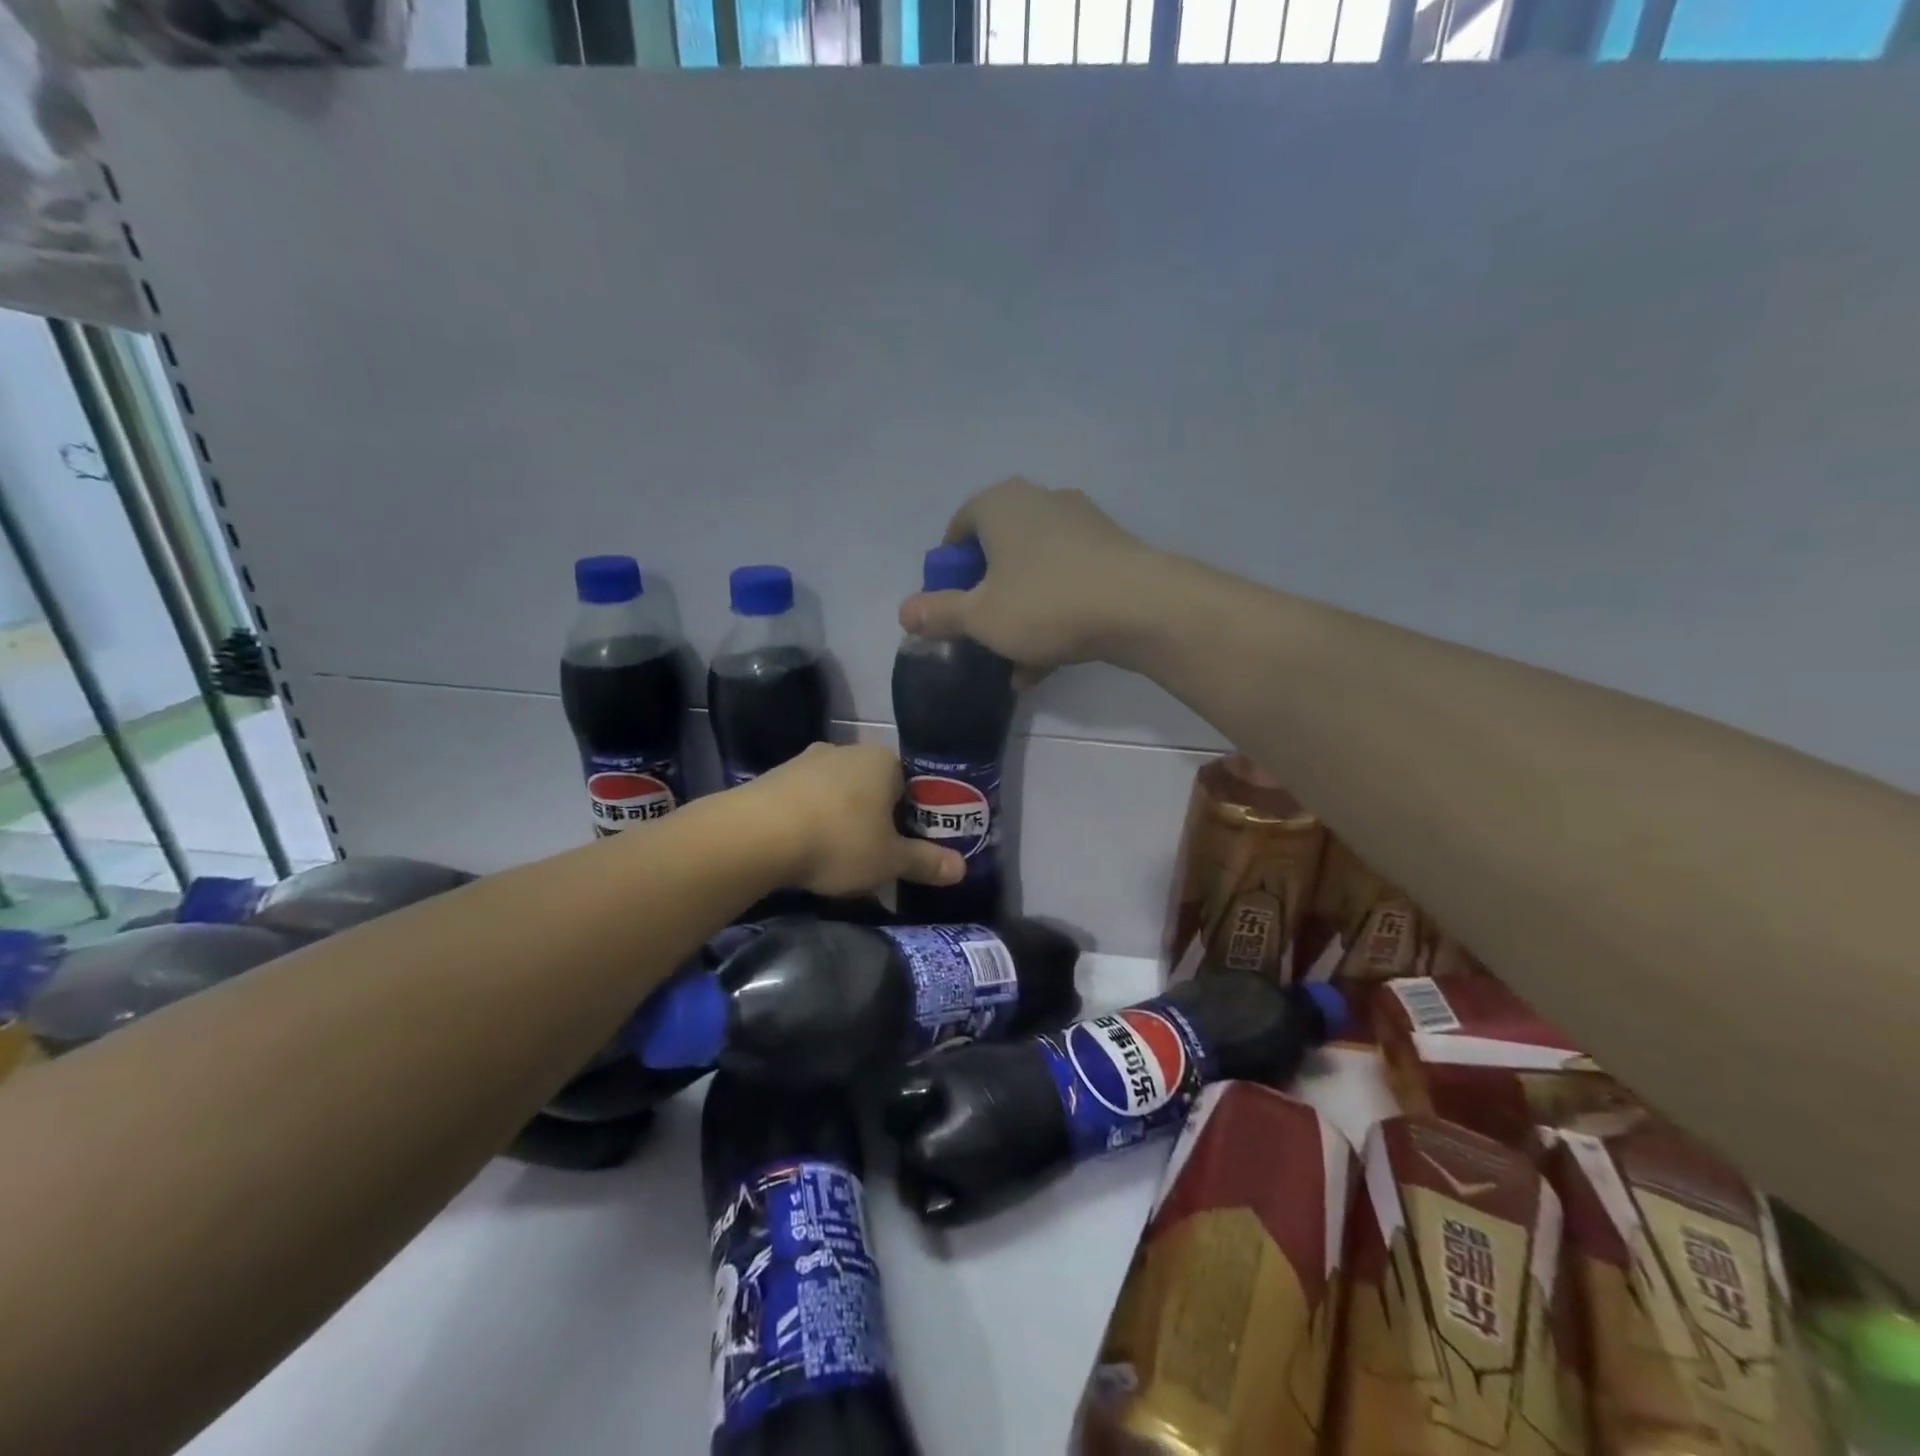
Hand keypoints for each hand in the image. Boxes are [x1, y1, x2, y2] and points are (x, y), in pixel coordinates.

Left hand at [747, 743, 963, 897]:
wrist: (756, 835)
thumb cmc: (839, 841)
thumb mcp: (889, 861)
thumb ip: (926, 862)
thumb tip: (962, 867)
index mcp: (883, 761)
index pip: (912, 784)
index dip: (914, 816)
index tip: (908, 845)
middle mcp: (847, 750)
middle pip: (874, 786)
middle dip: (877, 818)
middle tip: (876, 855)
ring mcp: (807, 760)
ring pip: (838, 792)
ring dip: (842, 818)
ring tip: (837, 857)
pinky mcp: (775, 776)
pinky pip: (806, 799)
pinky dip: (811, 820)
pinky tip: (805, 849)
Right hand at [897, 478, 1161, 681]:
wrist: (1142, 606)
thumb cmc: (1046, 603)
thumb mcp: (981, 616)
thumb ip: (940, 613)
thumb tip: (904, 612)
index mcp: (1000, 504)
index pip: (958, 529)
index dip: (947, 572)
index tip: (950, 608)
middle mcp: (1040, 501)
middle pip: (998, 552)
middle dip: (986, 598)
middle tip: (980, 633)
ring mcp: (1080, 523)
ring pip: (1034, 572)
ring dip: (1019, 615)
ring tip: (1014, 663)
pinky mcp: (1111, 550)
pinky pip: (1067, 581)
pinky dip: (1052, 614)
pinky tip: (1047, 662)